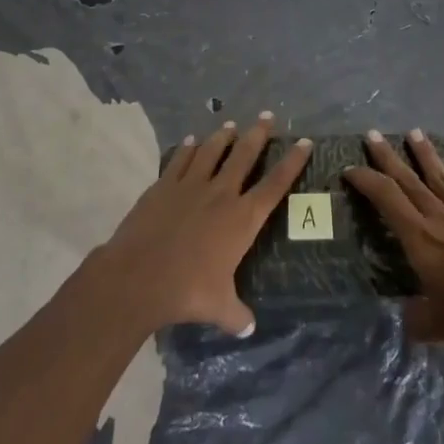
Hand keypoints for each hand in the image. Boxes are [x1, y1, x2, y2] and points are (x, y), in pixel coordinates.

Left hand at [96, 112, 311, 337]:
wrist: (138, 276)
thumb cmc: (187, 290)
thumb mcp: (219, 307)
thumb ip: (237, 314)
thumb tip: (249, 327)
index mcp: (242, 218)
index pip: (275, 184)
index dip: (292, 162)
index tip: (304, 142)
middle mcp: (221, 193)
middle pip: (244, 155)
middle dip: (259, 134)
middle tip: (267, 116)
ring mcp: (191, 185)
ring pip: (213, 150)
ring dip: (224, 135)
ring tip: (231, 124)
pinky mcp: (164, 185)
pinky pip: (180, 159)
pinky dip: (188, 148)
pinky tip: (191, 140)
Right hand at [345, 129, 443, 349]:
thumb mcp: (439, 326)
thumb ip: (418, 321)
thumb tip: (407, 321)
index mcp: (420, 238)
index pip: (387, 199)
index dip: (366, 181)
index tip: (350, 169)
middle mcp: (441, 217)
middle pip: (409, 180)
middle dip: (388, 157)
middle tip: (373, 134)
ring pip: (442, 178)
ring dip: (427, 155)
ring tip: (415, 133)